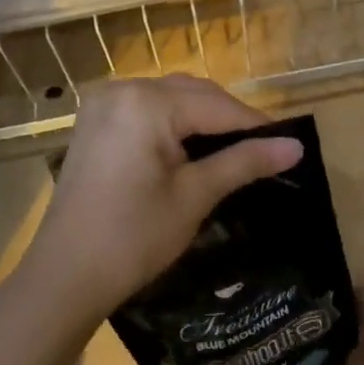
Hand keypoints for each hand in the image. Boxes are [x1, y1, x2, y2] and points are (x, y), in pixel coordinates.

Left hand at [13, 76, 302, 329]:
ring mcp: (103, 103)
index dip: (256, 126)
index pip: (218, 106)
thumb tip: (297, 148)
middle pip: (194, 94)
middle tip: (265, 150)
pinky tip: (192, 146)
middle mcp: (122, 89)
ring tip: (235, 150)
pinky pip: (146, 109)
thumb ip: (245, 163)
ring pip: (171, 98)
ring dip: (203, 117)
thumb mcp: (195, 196)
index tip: (290, 145)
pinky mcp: (95, 122)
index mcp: (147, 103)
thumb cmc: (134, 237)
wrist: (66, 275)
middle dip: (229, 120)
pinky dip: (173, 122)